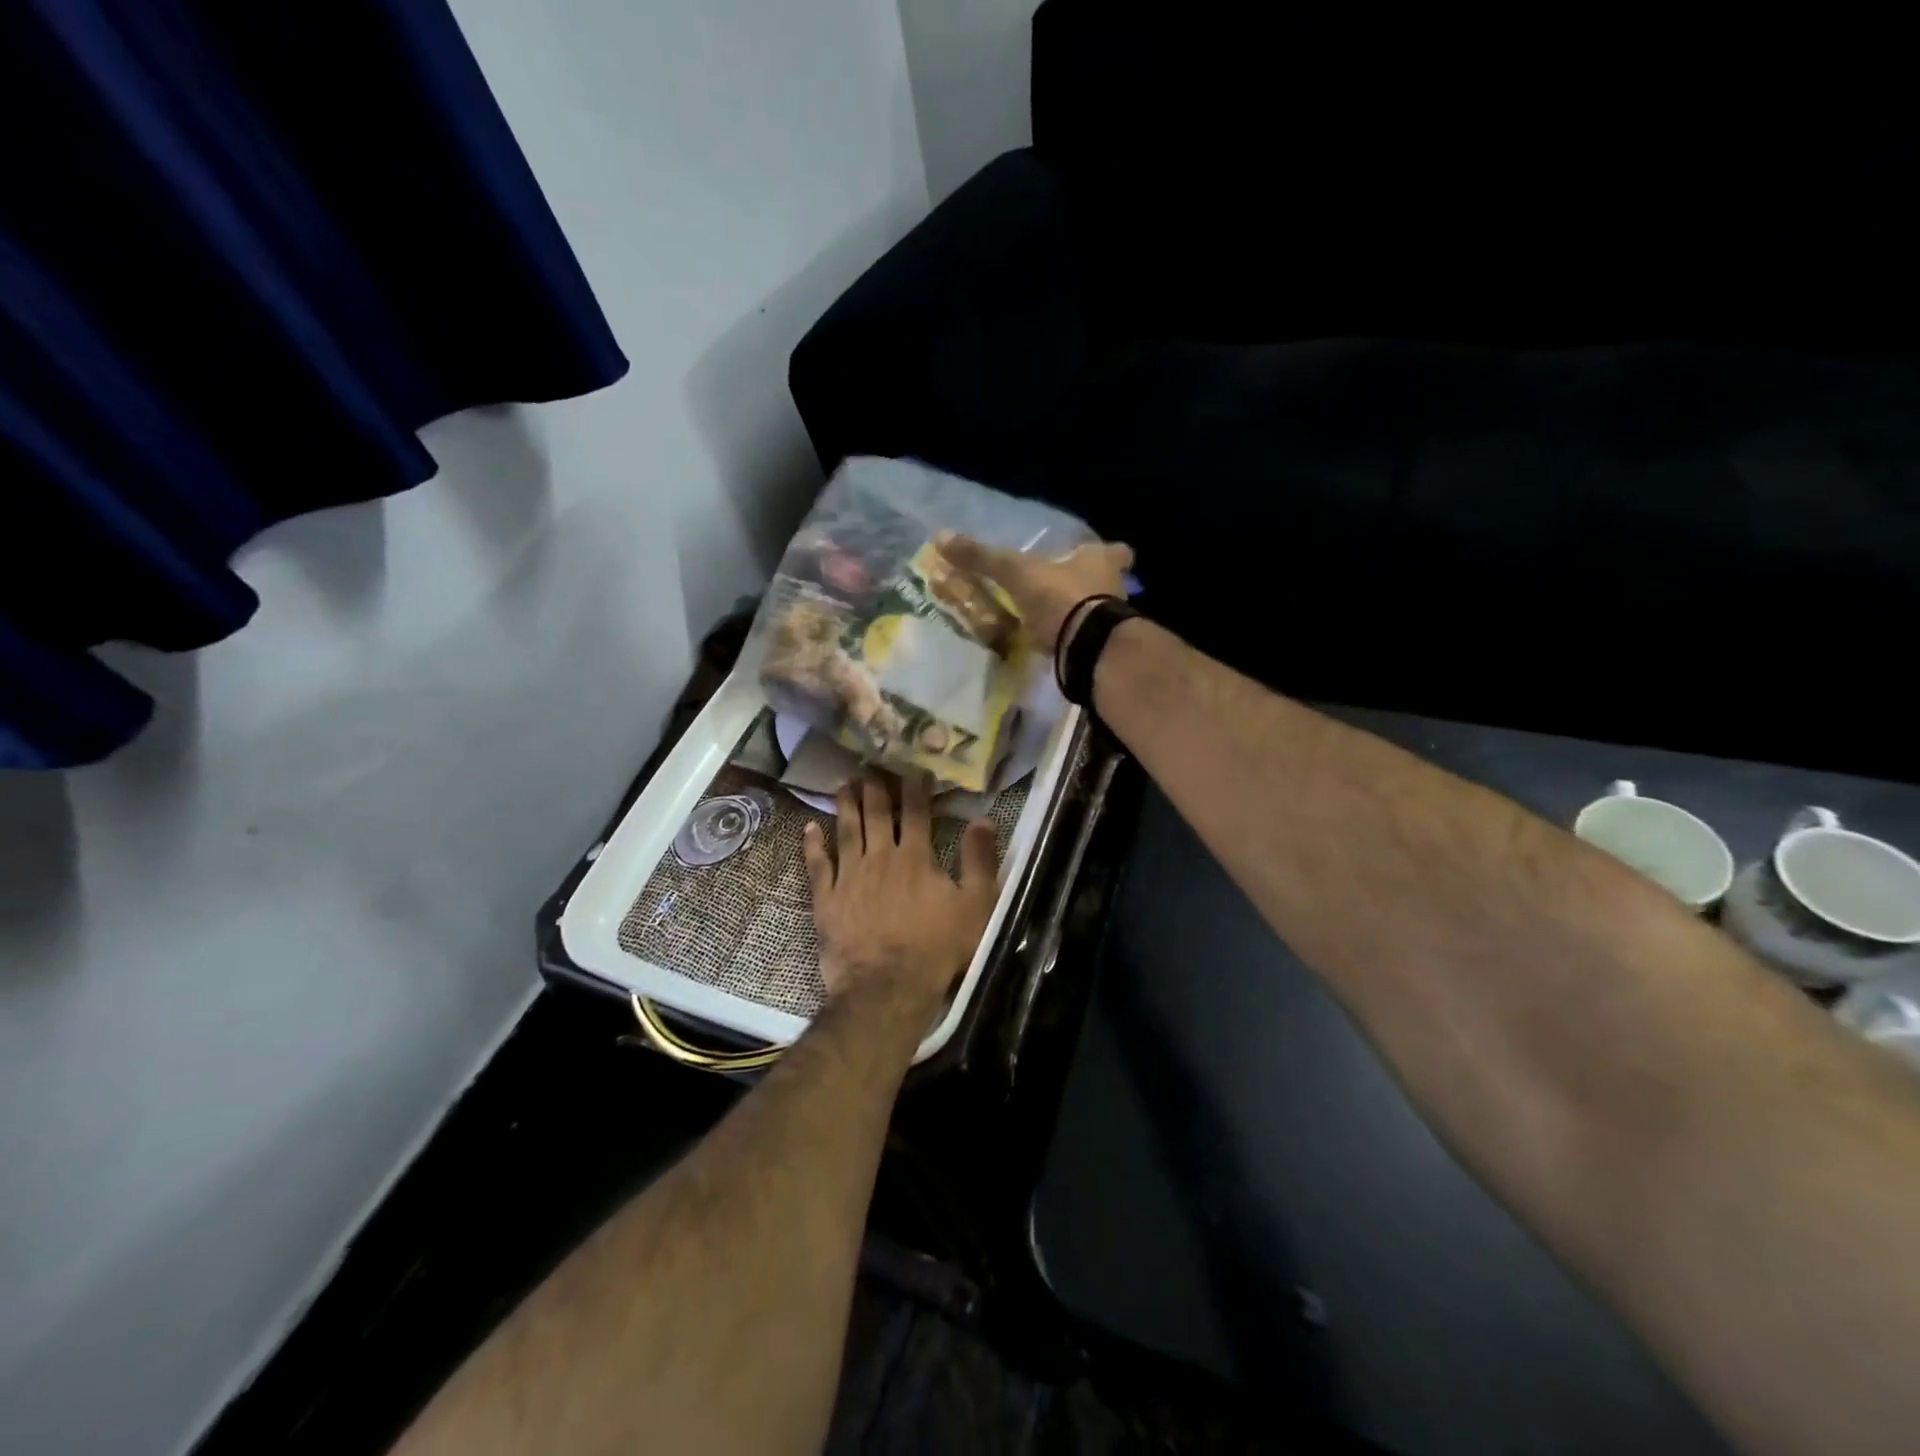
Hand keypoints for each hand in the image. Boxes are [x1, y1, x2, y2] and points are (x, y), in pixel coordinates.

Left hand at [803, 774, 998, 1012]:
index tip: (912, 766)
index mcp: (916, 857)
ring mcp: (850, 876)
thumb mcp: (976, 905)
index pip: (916, 812)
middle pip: (876, 814)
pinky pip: (818, 865)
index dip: (915, 787)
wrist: (888, 986)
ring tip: (843, 783)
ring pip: (846, 830)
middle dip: (875, 787)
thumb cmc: (938, 947)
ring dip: (845, 805)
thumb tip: (983, 819)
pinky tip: (809, 827)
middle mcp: (880, 857)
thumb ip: (979, 860)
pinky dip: (813, 845)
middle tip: (869, 764)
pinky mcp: (827, 899)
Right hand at [935, 532, 1133, 655]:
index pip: (1115, 550)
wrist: (1088, 649)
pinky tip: (1054, 646)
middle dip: (1089, 585)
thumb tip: (941, 535)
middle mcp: (1114, 587)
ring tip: (1055, 619)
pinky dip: (1072, 642)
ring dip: (1081, 614)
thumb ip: (983, 558)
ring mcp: (1112, 622)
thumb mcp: (1016, 573)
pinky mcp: (1103, 650)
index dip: (1107, 552)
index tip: (1093, 556)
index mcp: (1101, 560)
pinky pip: (1086, 640)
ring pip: (1099, 612)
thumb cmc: (1060, 598)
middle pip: (1108, 581)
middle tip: (1067, 589)